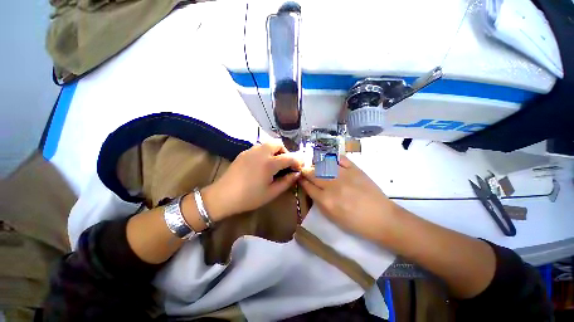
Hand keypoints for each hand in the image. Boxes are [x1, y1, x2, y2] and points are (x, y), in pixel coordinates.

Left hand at [202, 141, 302, 219]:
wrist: (223, 196)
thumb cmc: (249, 197)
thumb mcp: (271, 193)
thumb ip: (286, 182)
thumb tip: (296, 174)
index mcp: (269, 163)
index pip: (289, 157)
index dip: (297, 161)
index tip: (299, 167)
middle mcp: (261, 152)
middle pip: (278, 143)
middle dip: (285, 152)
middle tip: (285, 164)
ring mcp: (251, 150)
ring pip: (268, 143)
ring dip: (275, 151)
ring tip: (274, 164)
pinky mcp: (244, 152)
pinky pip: (259, 147)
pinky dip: (266, 152)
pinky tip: (262, 164)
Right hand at [299, 155, 398, 240]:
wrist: (382, 218)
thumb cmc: (355, 222)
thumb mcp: (332, 217)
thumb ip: (319, 202)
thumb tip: (311, 189)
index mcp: (326, 200)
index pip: (308, 186)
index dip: (302, 180)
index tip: (299, 177)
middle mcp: (332, 185)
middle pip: (313, 173)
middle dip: (306, 170)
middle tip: (305, 169)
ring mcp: (344, 175)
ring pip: (323, 164)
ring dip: (316, 163)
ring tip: (315, 164)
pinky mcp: (355, 169)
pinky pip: (340, 158)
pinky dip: (333, 158)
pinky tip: (329, 160)